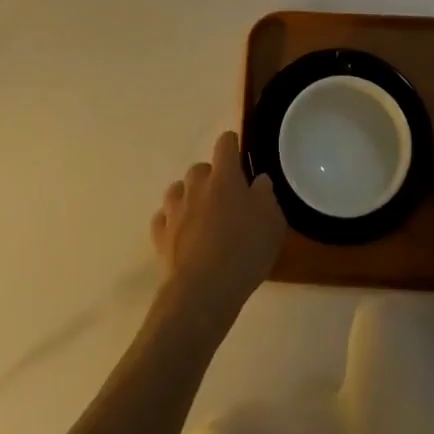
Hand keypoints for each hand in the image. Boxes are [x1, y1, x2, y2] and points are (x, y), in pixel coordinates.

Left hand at [150, 132, 284, 319]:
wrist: (204, 289)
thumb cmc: (244, 250)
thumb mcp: (272, 221)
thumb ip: (265, 194)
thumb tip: (258, 180)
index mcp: (224, 176)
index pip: (225, 143)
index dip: (232, 145)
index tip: (240, 158)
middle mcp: (196, 185)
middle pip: (200, 168)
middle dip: (211, 178)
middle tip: (226, 199)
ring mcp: (174, 209)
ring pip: (178, 190)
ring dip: (189, 197)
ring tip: (201, 217)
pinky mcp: (160, 235)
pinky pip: (164, 218)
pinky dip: (172, 222)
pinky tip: (181, 235)